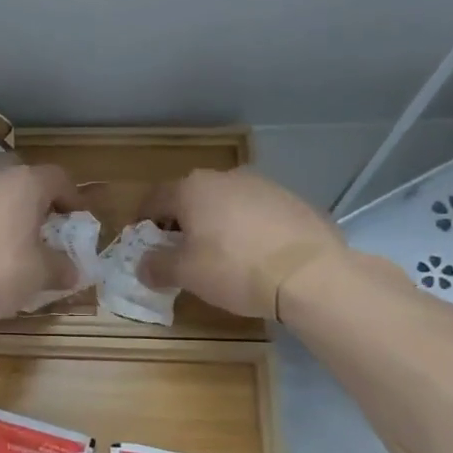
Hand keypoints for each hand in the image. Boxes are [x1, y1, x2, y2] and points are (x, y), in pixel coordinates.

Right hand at [139, 167, 344, 319]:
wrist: (310, 274)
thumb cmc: (235, 268)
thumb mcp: (186, 274)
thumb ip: (157, 266)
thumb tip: (142, 265)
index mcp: (192, 189)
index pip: (154, 199)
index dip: (143, 220)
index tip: (142, 241)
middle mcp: (225, 178)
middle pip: (191, 197)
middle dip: (180, 221)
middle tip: (179, 250)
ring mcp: (263, 185)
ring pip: (225, 202)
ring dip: (215, 222)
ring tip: (219, 253)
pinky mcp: (292, 200)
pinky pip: (256, 212)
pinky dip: (246, 227)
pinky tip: (254, 254)